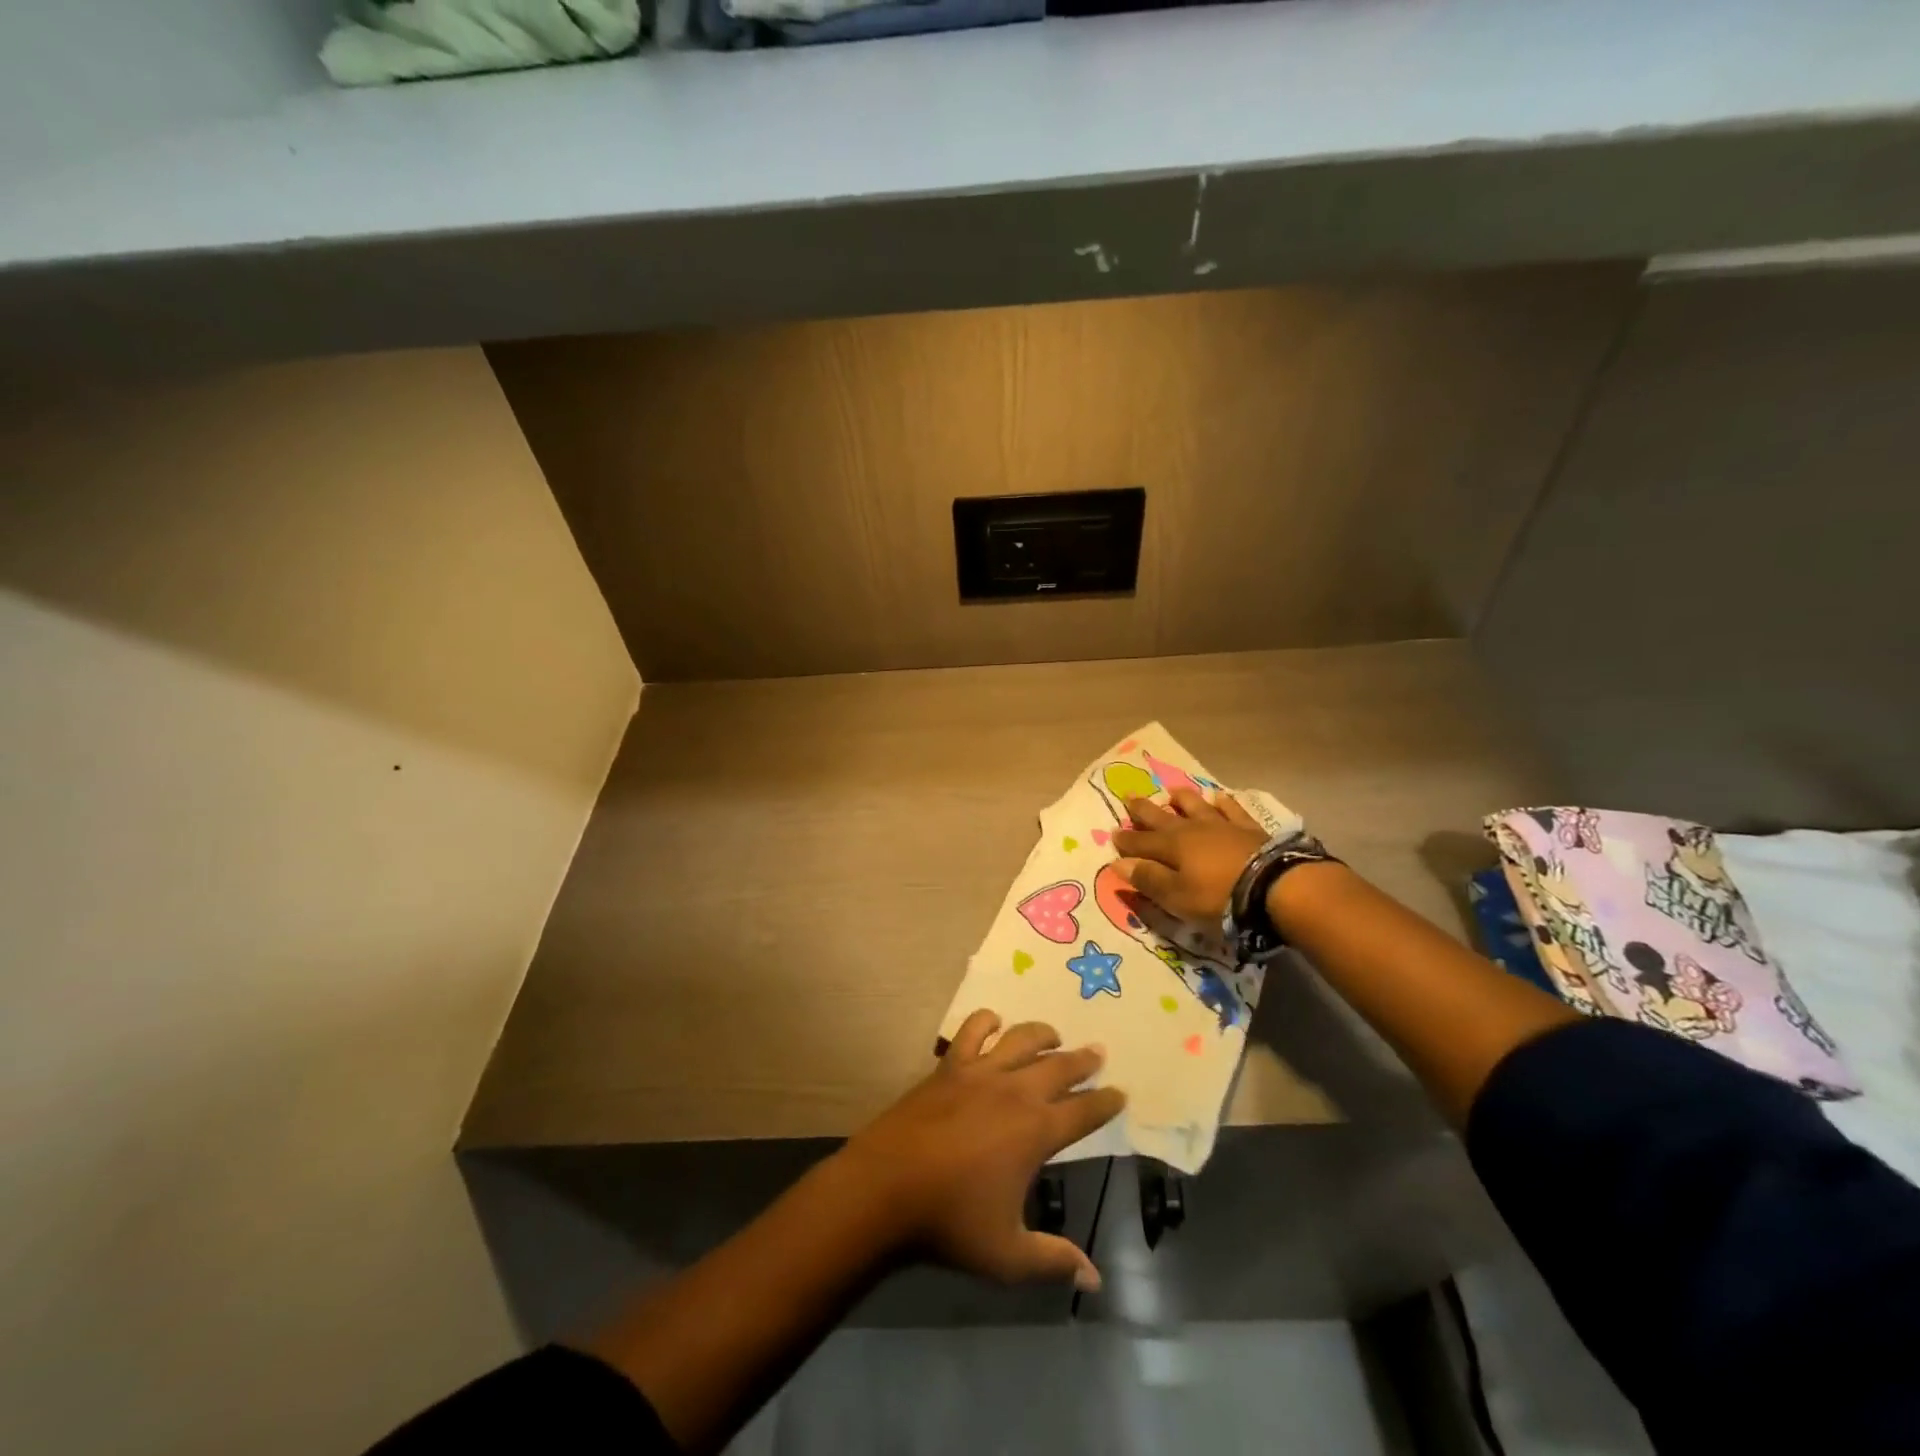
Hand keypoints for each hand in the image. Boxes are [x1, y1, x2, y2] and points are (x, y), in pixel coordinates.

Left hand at [834, 1011, 1123, 1291]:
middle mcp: (1015, 1092)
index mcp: (1037, 1131)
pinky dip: (986, 1021)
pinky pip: (972, 1031)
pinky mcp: (949, 1066)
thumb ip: (1053, 1261)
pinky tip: (993, 1021)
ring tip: (1053, 1034)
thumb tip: (1094, 1280)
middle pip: (1059, 1066)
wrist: (886, 1187)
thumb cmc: (950, 1222)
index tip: (1121, 1093)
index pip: (1084, 1112)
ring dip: (1042, 1033)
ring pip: (1021, 1039)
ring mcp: (980, 1073)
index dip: (1106, 1102)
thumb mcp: (1008, 1255)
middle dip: (1083, 1059)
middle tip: (1098, 1051)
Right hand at [1112, 788, 1267, 920]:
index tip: (1112, 834)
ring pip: (1195, 806)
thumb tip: (1118, 863)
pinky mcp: (1248, 828)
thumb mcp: (1177, 897)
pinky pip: (1231, 809)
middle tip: (1128, 797)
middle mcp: (1191, 829)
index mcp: (1170, 847)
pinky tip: (1219, 797)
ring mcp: (1221, 825)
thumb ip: (1148, 879)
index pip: (1140, 843)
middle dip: (1143, 809)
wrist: (1273, 886)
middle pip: (1161, 817)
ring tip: (1171, 792)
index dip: (1125, 841)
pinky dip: (1223, 803)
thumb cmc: (1218, 897)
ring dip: (1181, 799)